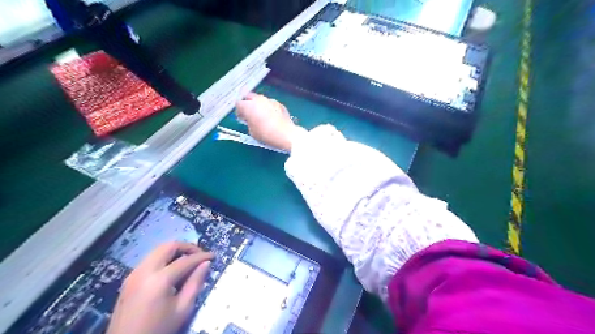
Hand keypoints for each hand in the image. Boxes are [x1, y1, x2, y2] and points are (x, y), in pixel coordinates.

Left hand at [106, 242, 213, 333]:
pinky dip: (164, 259)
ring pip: (157, 251)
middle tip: (199, 256)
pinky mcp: (128, 280)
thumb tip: (206, 264)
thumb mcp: (182, 309)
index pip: (185, 260)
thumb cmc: (158, 329)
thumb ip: (195, 283)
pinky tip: (172, 271)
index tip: (213, 256)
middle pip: (168, 247)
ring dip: (174, 252)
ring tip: (187, 262)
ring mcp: (133, 274)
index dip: (201, 256)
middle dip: (186, 247)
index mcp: (159, 280)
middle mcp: (144, 271)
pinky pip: (149, 260)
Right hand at [235, 92, 306, 150]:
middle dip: (248, 104)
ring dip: (259, 105)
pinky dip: (269, 108)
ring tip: (261, 115)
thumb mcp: (252, 131)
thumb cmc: (266, 134)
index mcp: (248, 106)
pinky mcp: (279, 104)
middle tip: (250, 113)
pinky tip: (272, 117)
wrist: (285, 134)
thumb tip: (250, 120)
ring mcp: (270, 100)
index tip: (242, 117)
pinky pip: (271, 104)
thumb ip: (248, 122)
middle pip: (249, 97)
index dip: (239, 111)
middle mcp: (258, 100)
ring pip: (261, 99)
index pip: (238, 104)